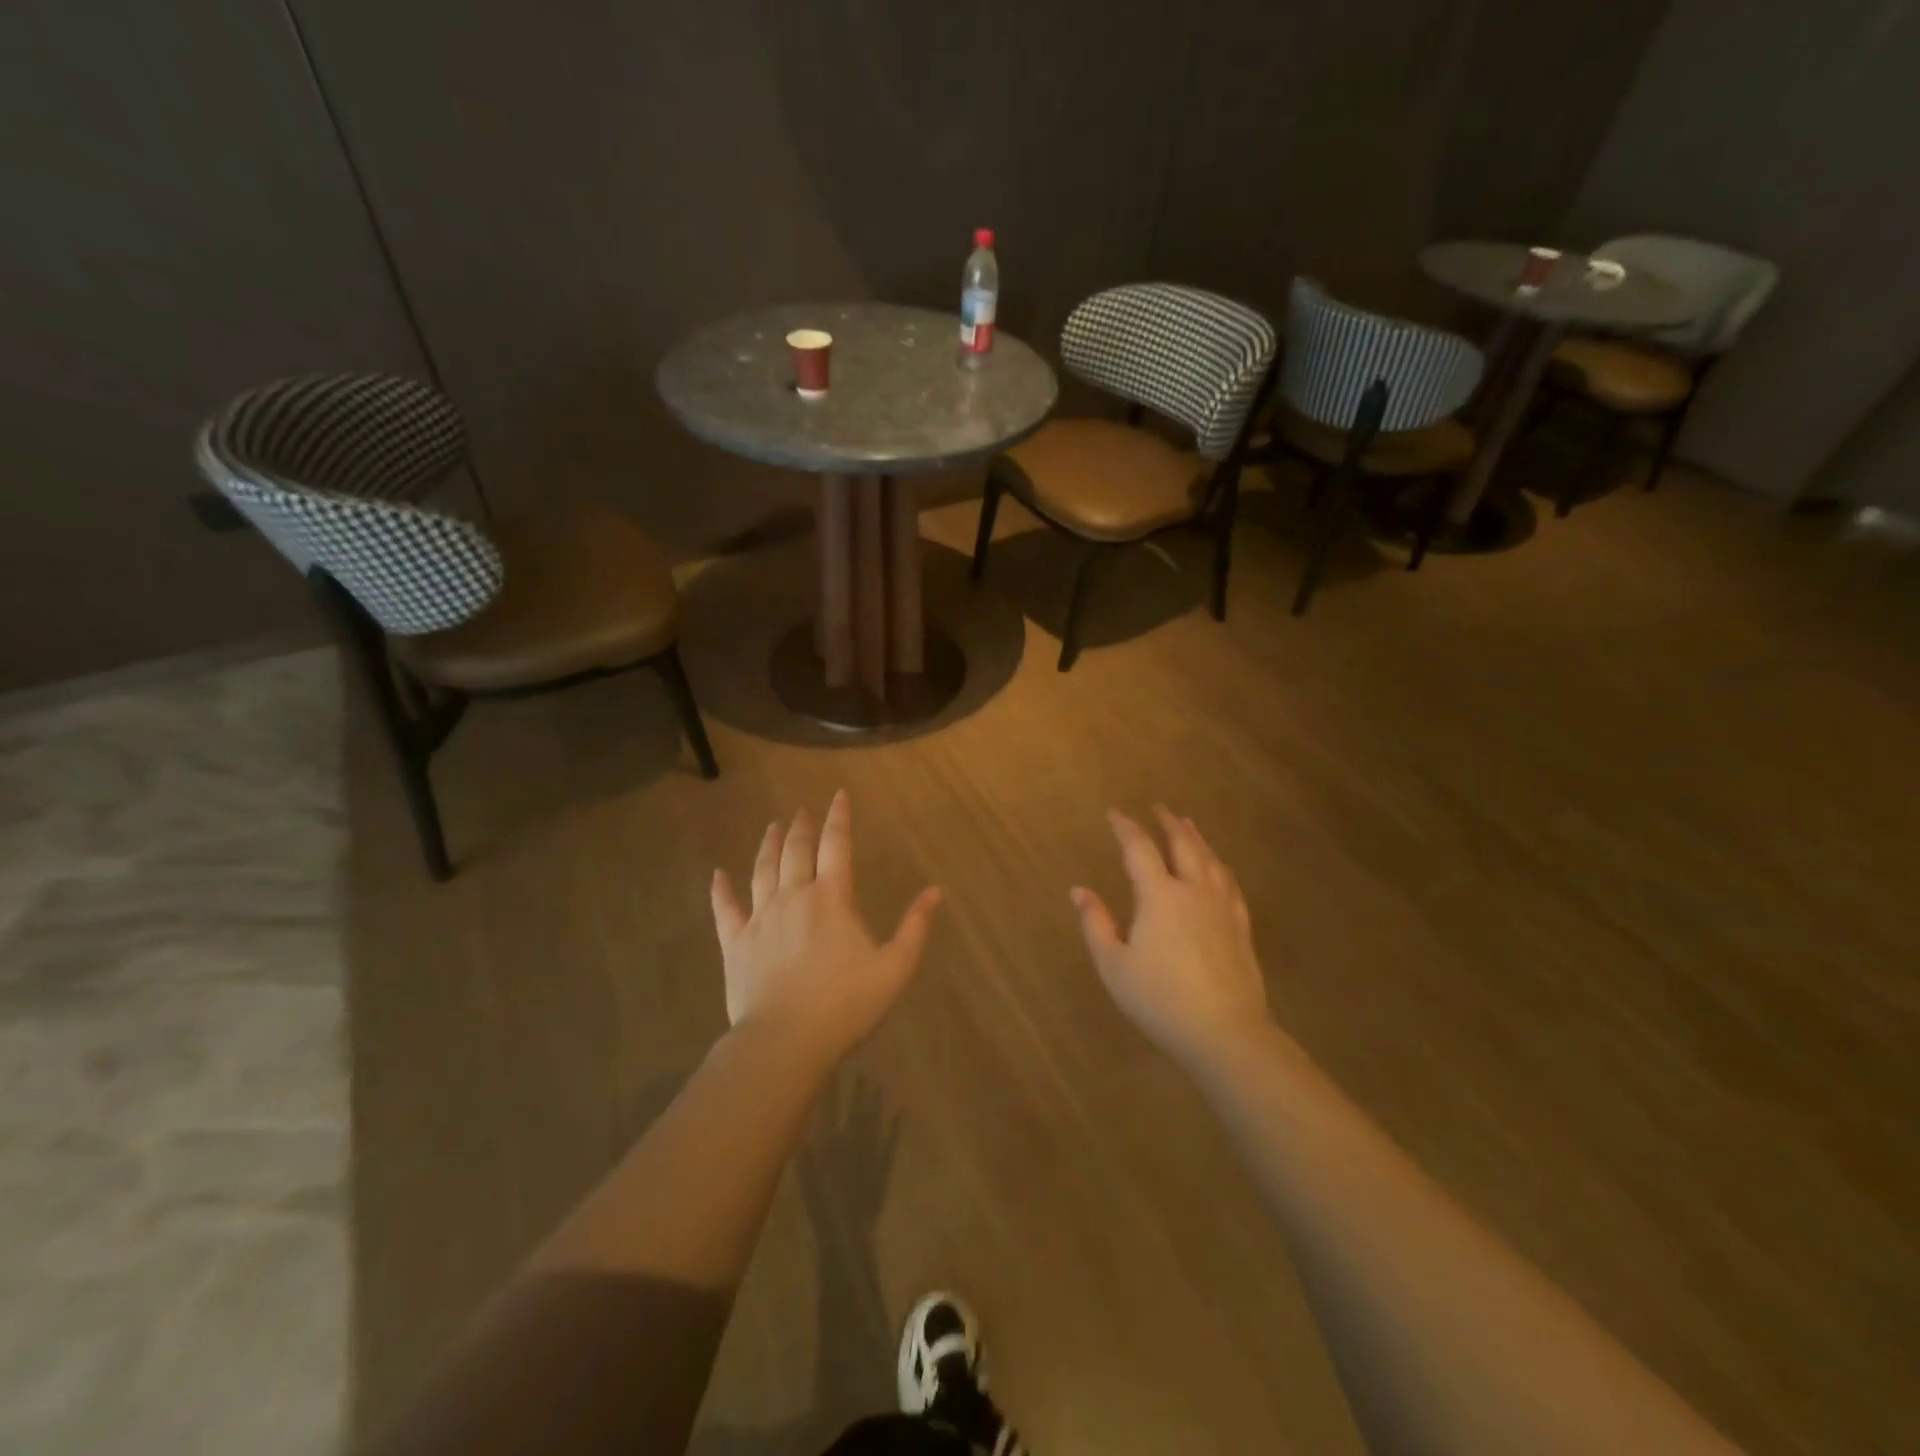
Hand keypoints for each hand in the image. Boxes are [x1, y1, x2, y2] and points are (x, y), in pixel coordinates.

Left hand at [711, 791, 941, 1064]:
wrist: (785, 1040)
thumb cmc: (846, 1003)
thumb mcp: (895, 967)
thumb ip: (915, 927)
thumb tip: (935, 891)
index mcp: (832, 898)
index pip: (837, 845)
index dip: (839, 818)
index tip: (838, 795)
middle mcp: (794, 896)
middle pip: (796, 851)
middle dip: (801, 827)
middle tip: (801, 811)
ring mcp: (760, 918)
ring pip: (762, 870)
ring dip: (768, 845)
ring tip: (772, 826)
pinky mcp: (736, 943)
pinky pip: (725, 908)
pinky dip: (720, 889)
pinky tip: (717, 874)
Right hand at [1072, 807, 1270, 1069]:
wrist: (1224, 1032)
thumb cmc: (1159, 999)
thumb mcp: (1113, 965)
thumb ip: (1095, 924)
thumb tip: (1078, 890)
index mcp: (1159, 896)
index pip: (1139, 849)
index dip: (1125, 828)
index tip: (1114, 813)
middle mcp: (1193, 891)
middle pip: (1183, 844)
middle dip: (1168, 823)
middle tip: (1159, 808)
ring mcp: (1222, 907)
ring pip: (1210, 860)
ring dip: (1196, 838)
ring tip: (1188, 825)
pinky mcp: (1240, 927)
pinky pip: (1229, 883)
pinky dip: (1219, 866)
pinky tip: (1219, 869)